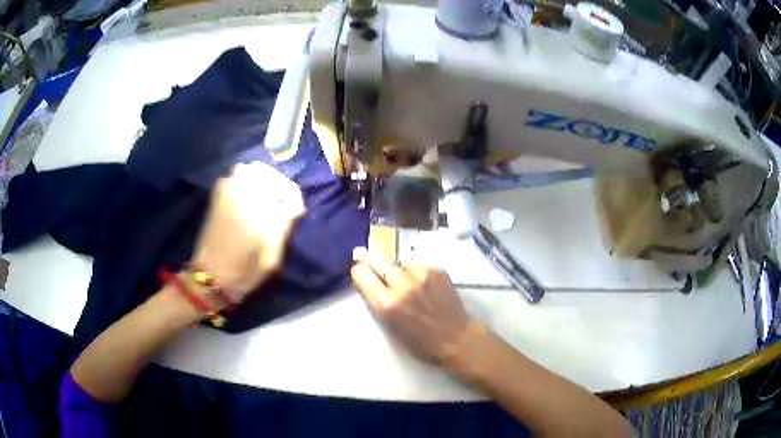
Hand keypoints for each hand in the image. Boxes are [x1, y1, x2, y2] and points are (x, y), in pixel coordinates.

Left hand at [193, 162, 305, 300]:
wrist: (210, 276)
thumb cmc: (244, 271)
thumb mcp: (272, 256)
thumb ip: (284, 226)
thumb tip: (296, 206)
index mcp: (258, 211)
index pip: (286, 189)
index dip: (294, 198)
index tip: (296, 212)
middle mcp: (241, 195)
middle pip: (266, 173)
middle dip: (278, 184)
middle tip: (282, 201)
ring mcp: (226, 193)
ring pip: (249, 169)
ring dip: (261, 179)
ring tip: (266, 196)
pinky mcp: (217, 197)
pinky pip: (234, 176)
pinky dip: (245, 180)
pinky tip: (248, 196)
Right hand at [350, 247, 471, 363]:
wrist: (456, 338)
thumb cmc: (420, 342)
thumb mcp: (390, 326)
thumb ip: (378, 302)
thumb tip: (368, 282)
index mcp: (386, 305)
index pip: (362, 275)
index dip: (359, 272)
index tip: (359, 271)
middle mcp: (401, 286)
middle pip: (377, 261)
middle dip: (367, 258)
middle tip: (360, 252)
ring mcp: (420, 275)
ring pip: (399, 263)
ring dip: (398, 271)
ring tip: (406, 283)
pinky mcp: (436, 270)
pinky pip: (417, 265)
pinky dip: (415, 272)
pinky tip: (422, 284)